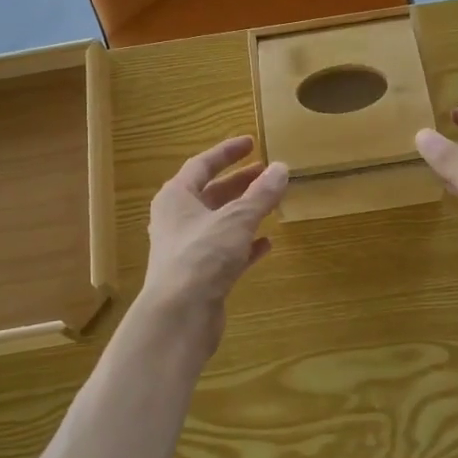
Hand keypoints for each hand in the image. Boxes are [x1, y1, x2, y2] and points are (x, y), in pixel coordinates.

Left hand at [142, 136, 288, 315]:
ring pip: (220, 222)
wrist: (180, 315)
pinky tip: (268, 243)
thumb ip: (260, 194)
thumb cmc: (202, 255)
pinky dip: (246, 244)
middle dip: (240, 182)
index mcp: (176, 197)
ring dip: (245, 212)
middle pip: (211, 194)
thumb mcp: (237, 219)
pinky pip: (227, 251)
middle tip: (267, 172)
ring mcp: (189, 249)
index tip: (252, 142)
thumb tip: (281, 167)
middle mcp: (178, 220)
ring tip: (272, 202)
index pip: (202, 165)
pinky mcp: (201, 275)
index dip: (227, 152)